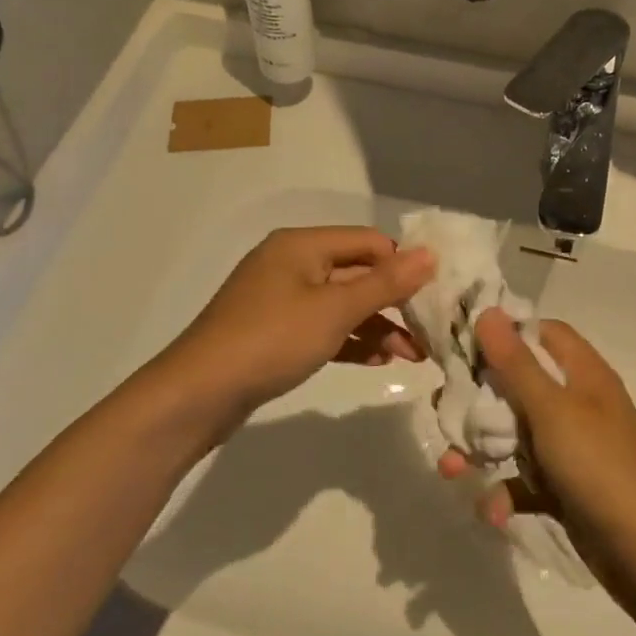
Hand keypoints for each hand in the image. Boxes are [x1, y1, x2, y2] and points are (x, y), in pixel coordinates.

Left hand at [158, 226, 435, 428]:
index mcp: (302, 245)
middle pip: (356, 273)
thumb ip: (385, 283)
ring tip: (413, 356)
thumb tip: (430, 253)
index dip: (403, 266)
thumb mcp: (335, 310)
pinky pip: (324, 327)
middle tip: (429, 332)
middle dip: (394, 303)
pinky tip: (378, 361)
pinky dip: (351, 341)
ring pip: (342, 305)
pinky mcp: (276, 332)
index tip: (435, 297)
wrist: (199, 393)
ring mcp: (281, 299)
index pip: (369, 242)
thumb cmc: (272, 340)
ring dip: (377, 326)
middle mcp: (291, 264)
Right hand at [439, 309, 635, 597]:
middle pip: (518, 384)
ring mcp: (571, 447)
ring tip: (451, 469)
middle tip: (444, 410)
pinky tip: (492, 512)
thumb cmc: (600, 466)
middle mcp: (576, 404)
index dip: (503, 334)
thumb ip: (516, 363)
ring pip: (514, 434)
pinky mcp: (564, 487)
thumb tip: (488, 311)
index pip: (540, 334)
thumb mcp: (553, 409)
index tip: (461, 345)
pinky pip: (524, 480)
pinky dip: (504, 493)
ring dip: (481, 450)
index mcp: (582, 374)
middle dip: (478, 399)